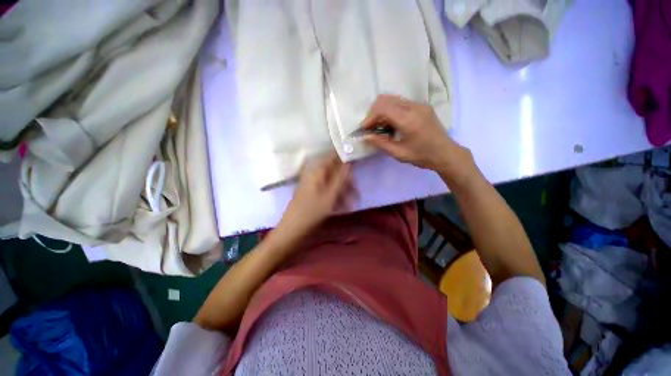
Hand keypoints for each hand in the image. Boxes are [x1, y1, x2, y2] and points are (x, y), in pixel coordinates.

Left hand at [278, 153, 356, 236]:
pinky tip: (340, 207)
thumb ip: (341, 178)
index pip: (333, 157)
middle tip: (355, 194)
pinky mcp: (310, 191)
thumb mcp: (330, 195)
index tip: (356, 166)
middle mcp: (313, 173)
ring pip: (331, 182)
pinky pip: (325, 189)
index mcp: (317, 171)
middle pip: (334, 171)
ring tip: (349, 205)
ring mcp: (311, 183)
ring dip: (342, 192)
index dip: (345, 160)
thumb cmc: (312, 212)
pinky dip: (334, 196)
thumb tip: (349, 162)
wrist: (292, 228)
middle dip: (346, 182)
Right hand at [363, 95, 472, 177]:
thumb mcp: (399, 153)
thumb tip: (365, 136)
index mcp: (409, 120)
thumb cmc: (422, 156)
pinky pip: (401, 103)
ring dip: (382, 111)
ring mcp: (419, 104)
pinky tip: (391, 124)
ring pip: (393, 99)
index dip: (370, 117)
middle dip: (374, 113)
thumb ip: (381, 143)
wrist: (446, 153)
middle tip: (370, 127)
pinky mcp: (422, 106)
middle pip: (386, 99)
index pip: (383, 108)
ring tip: (379, 127)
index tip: (364, 129)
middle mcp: (414, 107)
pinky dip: (391, 111)